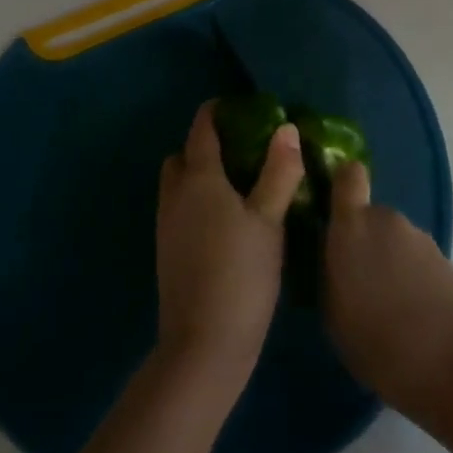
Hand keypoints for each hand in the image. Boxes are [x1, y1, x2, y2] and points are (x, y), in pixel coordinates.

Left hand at [156, 101, 303, 377]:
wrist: (203, 346)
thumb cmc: (241, 273)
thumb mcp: (269, 219)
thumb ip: (279, 172)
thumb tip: (286, 129)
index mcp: (199, 178)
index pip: (201, 129)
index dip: (216, 112)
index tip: (238, 106)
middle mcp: (175, 195)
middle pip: (183, 156)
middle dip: (204, 145)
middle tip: (241, 151)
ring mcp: (166, 226)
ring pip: (178, 185)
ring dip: (199, 176)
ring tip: (238, 186)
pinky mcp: (167, 253)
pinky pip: (179, 210)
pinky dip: (197, 203)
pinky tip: (226, 223)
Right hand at [323, 162, 452, 415]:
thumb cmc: (380, 343)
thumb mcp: (335, 316)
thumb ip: (332, 275)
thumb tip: (338, 262)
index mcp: (352, 227)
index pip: (348, 177)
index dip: (343, 186)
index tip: (336, 211)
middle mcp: (386, 221)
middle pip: (371, 219)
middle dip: (366, 245)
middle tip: (363, 289)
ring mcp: (421, 239)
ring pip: (396, 244)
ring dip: (392, 268)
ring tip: (392, 316)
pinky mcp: (448, 262)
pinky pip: (419, 265)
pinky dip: (415, 285)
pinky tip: (417, 326)